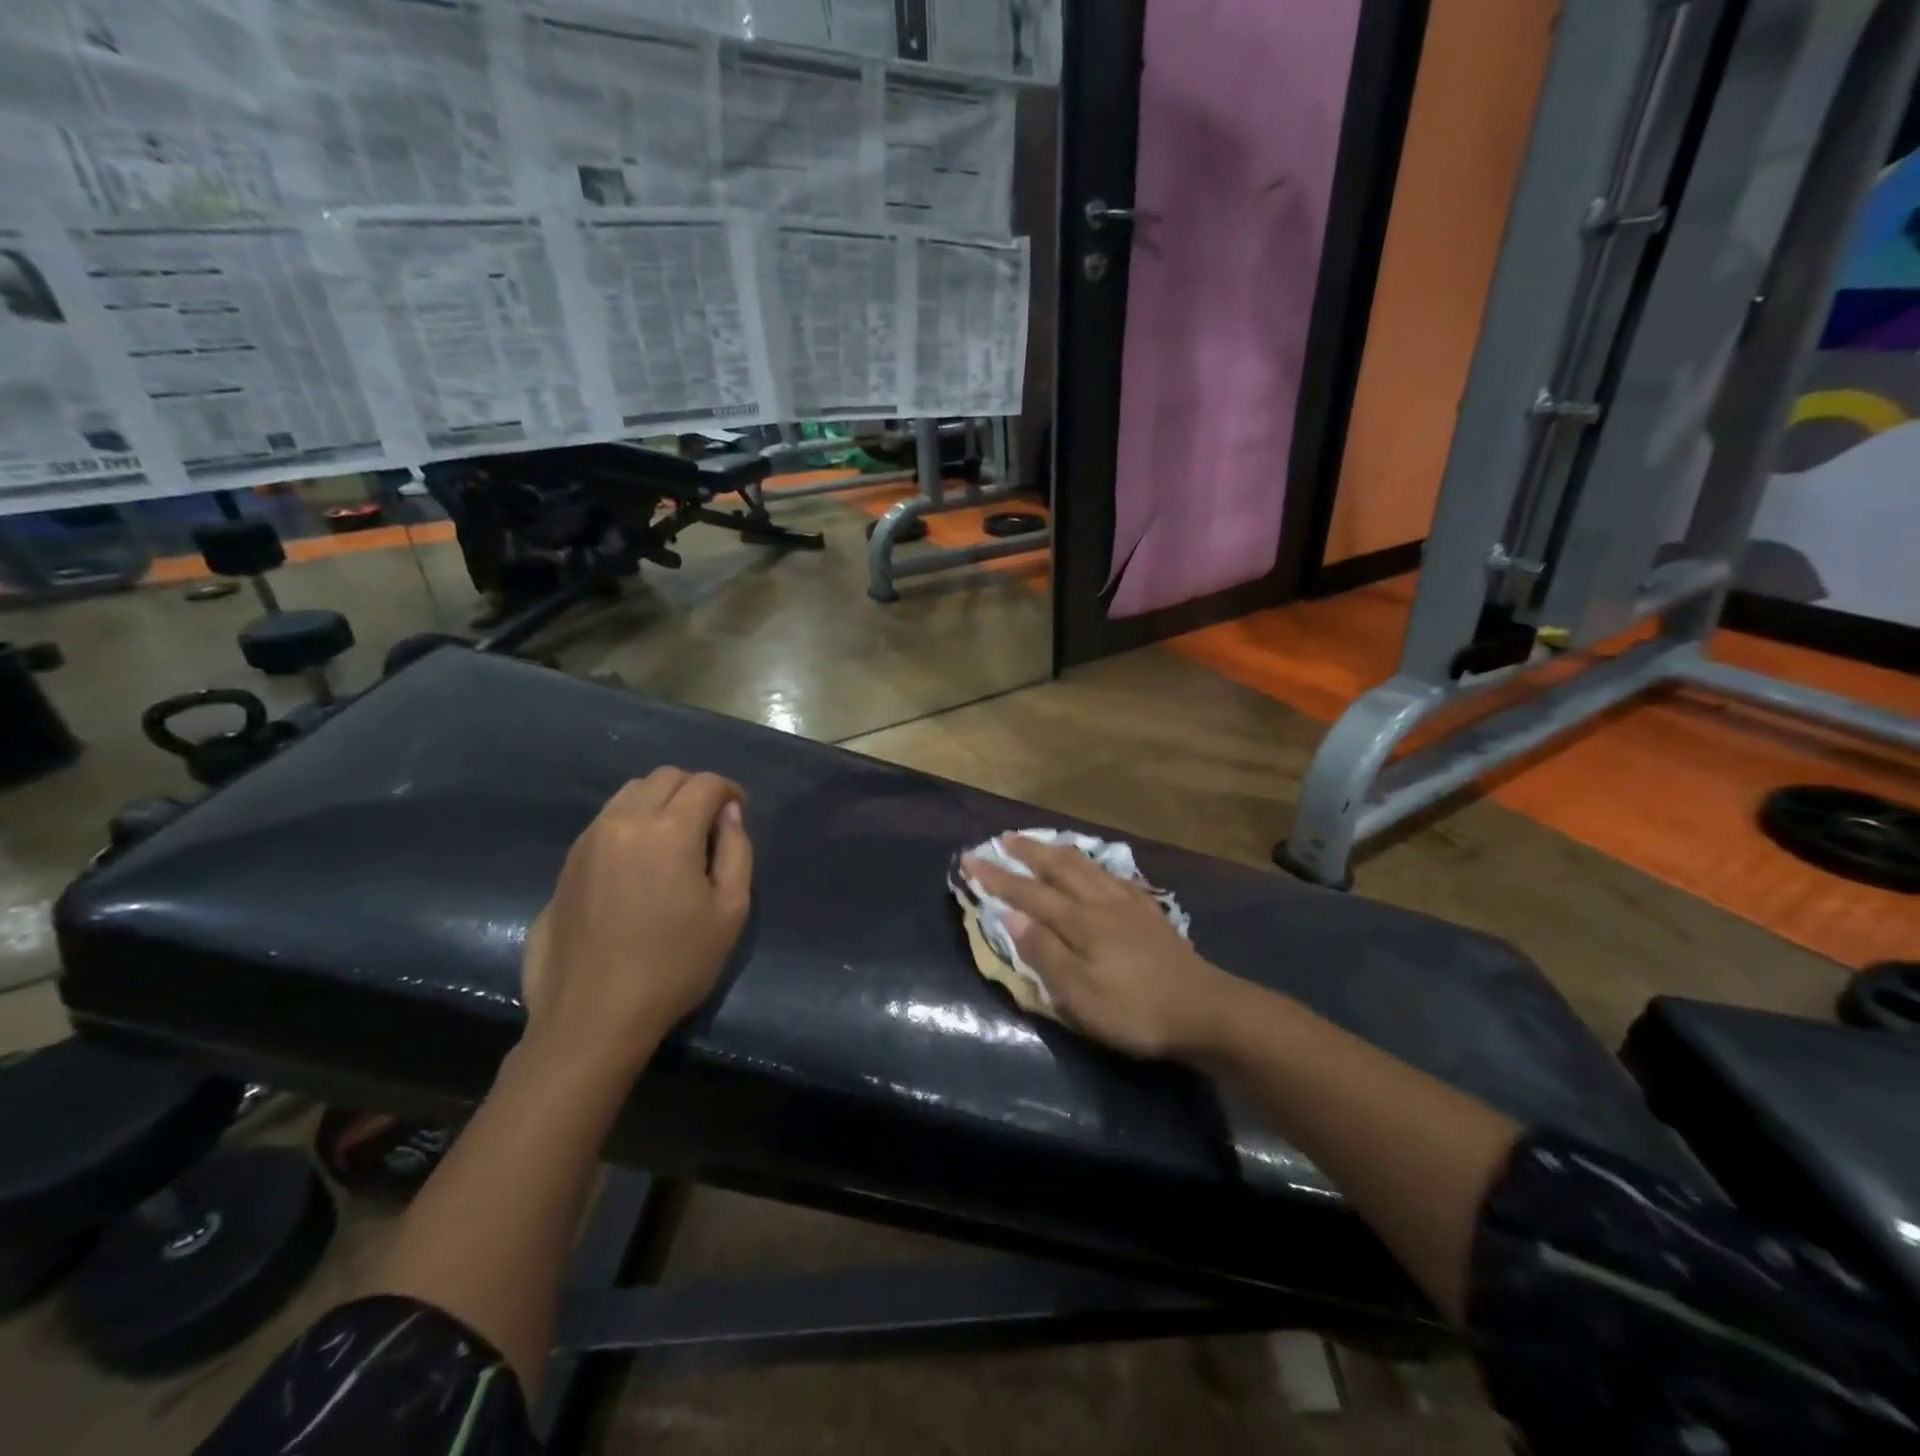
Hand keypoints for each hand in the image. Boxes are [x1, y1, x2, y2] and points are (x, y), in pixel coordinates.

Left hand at [523, 769, 753, 1071]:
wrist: (594, 1015)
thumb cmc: (675, 965)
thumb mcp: (730, 911)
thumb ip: (736, 850)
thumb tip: (729, 814)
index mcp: (669, 830)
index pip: (705, 783)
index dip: (729, 790)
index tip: (739, 811)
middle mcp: (624, 821)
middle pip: (664, 777)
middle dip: (694, 789)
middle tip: (710, 823)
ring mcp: (589, 840)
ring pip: (630, 793)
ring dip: (660, 801)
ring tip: (675, 838)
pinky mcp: (567, 862)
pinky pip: (607, 819)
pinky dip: (632, 821)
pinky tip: (641, 859)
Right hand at [960, 837, 1235, 1059]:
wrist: (1204, 1010)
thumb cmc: (1134, 1010)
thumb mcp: (1079, 994)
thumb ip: (1044, 952)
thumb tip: (1011, 916)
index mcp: (1079, 922)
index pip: (1028, 893)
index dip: (997, 876)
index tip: (969, 858)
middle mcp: (1101, 902)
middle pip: (1059, 867)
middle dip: (1028, 851)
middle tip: (1004, 838)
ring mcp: (1129, 904)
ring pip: (1088, 866)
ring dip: (1059, 851)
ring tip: (1043, 842)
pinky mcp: (1149, 914)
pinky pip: (1114, 876)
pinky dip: (1095, 866)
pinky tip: (1097, 869)